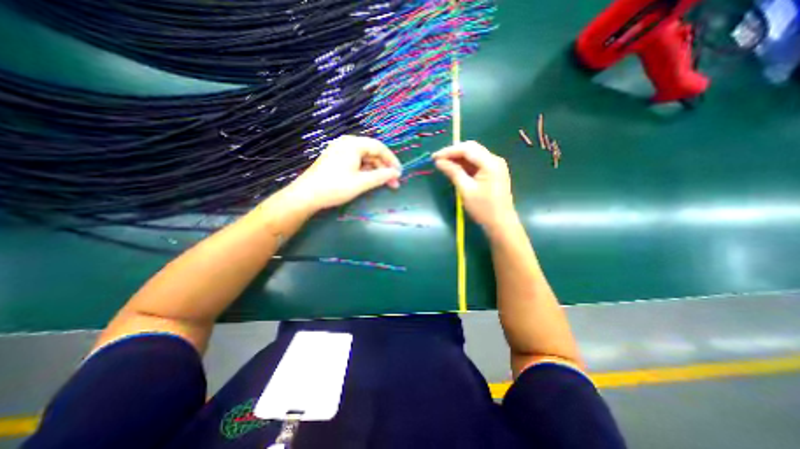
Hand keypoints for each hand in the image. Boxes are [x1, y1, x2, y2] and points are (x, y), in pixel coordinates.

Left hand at [284, 133, 403, 212]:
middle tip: (394, 183)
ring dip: (376, 171)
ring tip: (384, 184)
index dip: (392, 160)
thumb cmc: (335, 187)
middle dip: (384, 168)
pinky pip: (357, 162)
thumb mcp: (361, 183)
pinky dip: (366, 171)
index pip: (379, 148)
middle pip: (372, 153)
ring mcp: (340, 151)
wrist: (307, 195)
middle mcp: (347, 143)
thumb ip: (381, 176)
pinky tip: (371, 181)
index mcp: (353, 144)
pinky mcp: (337, 159)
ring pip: (365, 159)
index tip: (399, 173)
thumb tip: (396, 173)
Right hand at [431, 142, 518, 232]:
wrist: (501, 223)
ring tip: (443, 164)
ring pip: (473, 155)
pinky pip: (476, 163)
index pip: (467, 149)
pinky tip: (454, 169)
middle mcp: (494, 160)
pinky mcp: (493, 172)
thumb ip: (453, 172)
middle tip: (438, 160)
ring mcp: (495, 166)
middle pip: (471, 149)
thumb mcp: (466, 190)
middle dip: (453, 153)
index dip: (449, 151)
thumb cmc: (483, 209)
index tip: (434, 157)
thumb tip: (439, 162)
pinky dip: (465, 165)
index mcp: (490, 163)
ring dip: (458, 158)